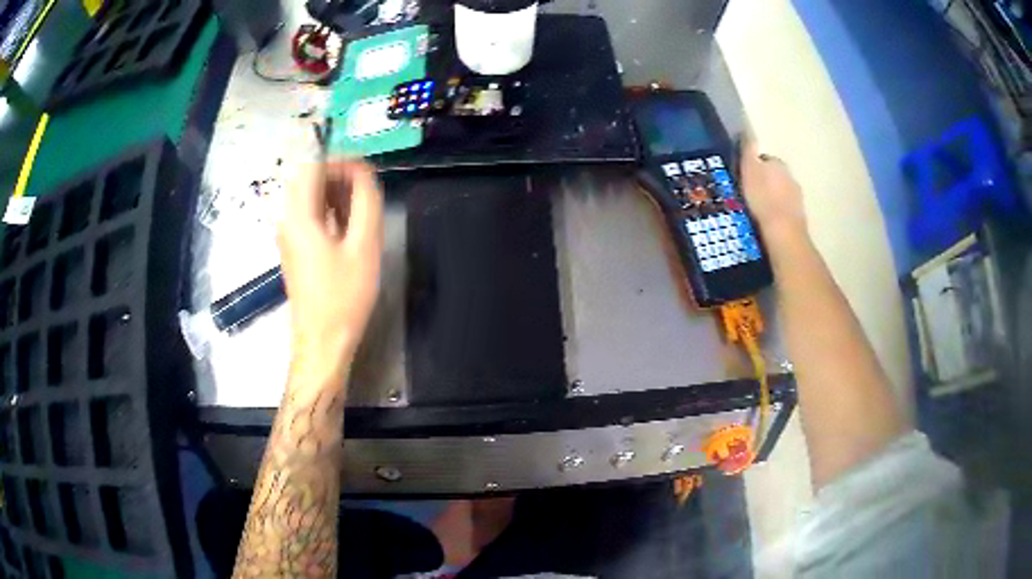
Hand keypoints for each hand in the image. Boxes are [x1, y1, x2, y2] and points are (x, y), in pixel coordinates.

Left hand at [278, 160, 384, 379]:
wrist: (322, 341)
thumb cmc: (344, 297)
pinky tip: (349, 226)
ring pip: (309, 197)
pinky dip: (329, 210)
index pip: (312, 166)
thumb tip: (364, 173)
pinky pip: (309, 215)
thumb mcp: (364, 247)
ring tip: (362, 208)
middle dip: (339, 175)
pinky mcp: (294, 249)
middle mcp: (287, 220)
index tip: (367, 170)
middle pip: (308, 178)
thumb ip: (366, 202)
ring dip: (335, 192)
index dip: (340, 160)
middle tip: (367, 190)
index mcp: (298, 216)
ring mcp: (288, 235)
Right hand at [740, 139, 806, 242]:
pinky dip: (777, 213)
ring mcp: (797, 199)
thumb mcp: (749, 170)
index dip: (753, 166)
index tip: (744, 176)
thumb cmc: (763, 198)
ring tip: (757, 210)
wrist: (783, 232)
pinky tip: (767, 222)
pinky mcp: (798, 218)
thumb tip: (747, 130)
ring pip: (781, 193)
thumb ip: (748, 151)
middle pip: (775, 176)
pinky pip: (785, 211)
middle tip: (750, 194)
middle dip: (765, 182)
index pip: (764, 159)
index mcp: (778, 164)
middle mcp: (791, 177)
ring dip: (772, 198)